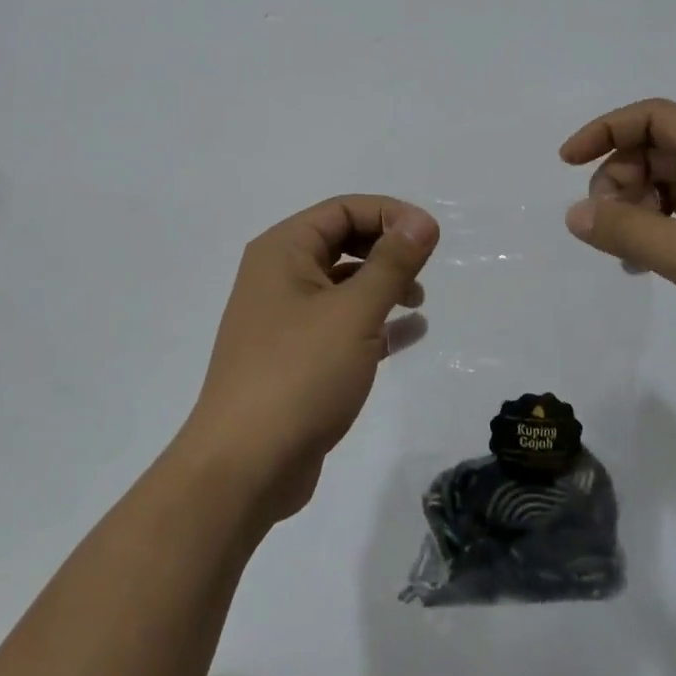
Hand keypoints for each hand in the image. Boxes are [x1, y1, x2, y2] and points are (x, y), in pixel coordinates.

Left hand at [176, 195, 438, 521]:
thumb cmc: (299, 374)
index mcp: (283, 251)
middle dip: (385, 250)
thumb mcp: (354, 312)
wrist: (245, 465)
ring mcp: (284, 319)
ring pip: (341, 285)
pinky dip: (373, 323)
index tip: (430, 236)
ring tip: (418, 301)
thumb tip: (422, 220)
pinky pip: (340, 325)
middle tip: (424, 270)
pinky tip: (408, 333)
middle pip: (341, 242)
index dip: (389, 214)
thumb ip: (392, 263)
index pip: (342, 209)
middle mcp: (278, 276)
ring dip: (381, 286)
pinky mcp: (295, 358)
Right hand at [560, 99, 675, 388]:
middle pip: (656, 150)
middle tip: (607, 227)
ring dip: (637, 209)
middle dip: (619, 181)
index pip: (651, 117)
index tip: (567, 163)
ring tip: (627, 254)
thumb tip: (574, 214)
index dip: (603, 131)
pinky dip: (660, 230)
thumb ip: (629, 232)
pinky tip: (646, 265)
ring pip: (669, 184)